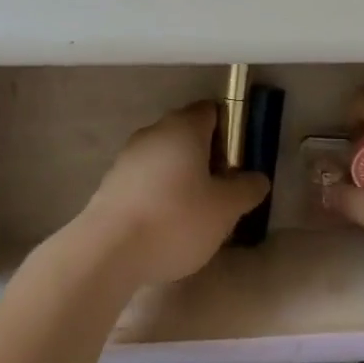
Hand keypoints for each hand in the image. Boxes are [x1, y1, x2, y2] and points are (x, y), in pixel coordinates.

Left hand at [76, 102, 270, 289]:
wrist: (106, 252)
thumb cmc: (175, 219)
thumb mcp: (225, 209)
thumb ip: (247, 189)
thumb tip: (258, 178)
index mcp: (185, 126)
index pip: (213, 110)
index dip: (230, 131)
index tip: (239, 162)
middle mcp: (155, 131)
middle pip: (188, 133)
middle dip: (207, 156)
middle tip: (221, 190)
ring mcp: (128, 156)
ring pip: (165, 157)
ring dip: (181, 176)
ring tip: (193, 213)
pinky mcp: (110, 183)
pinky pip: (144, 179)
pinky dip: (158, 194)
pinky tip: (164, 225)